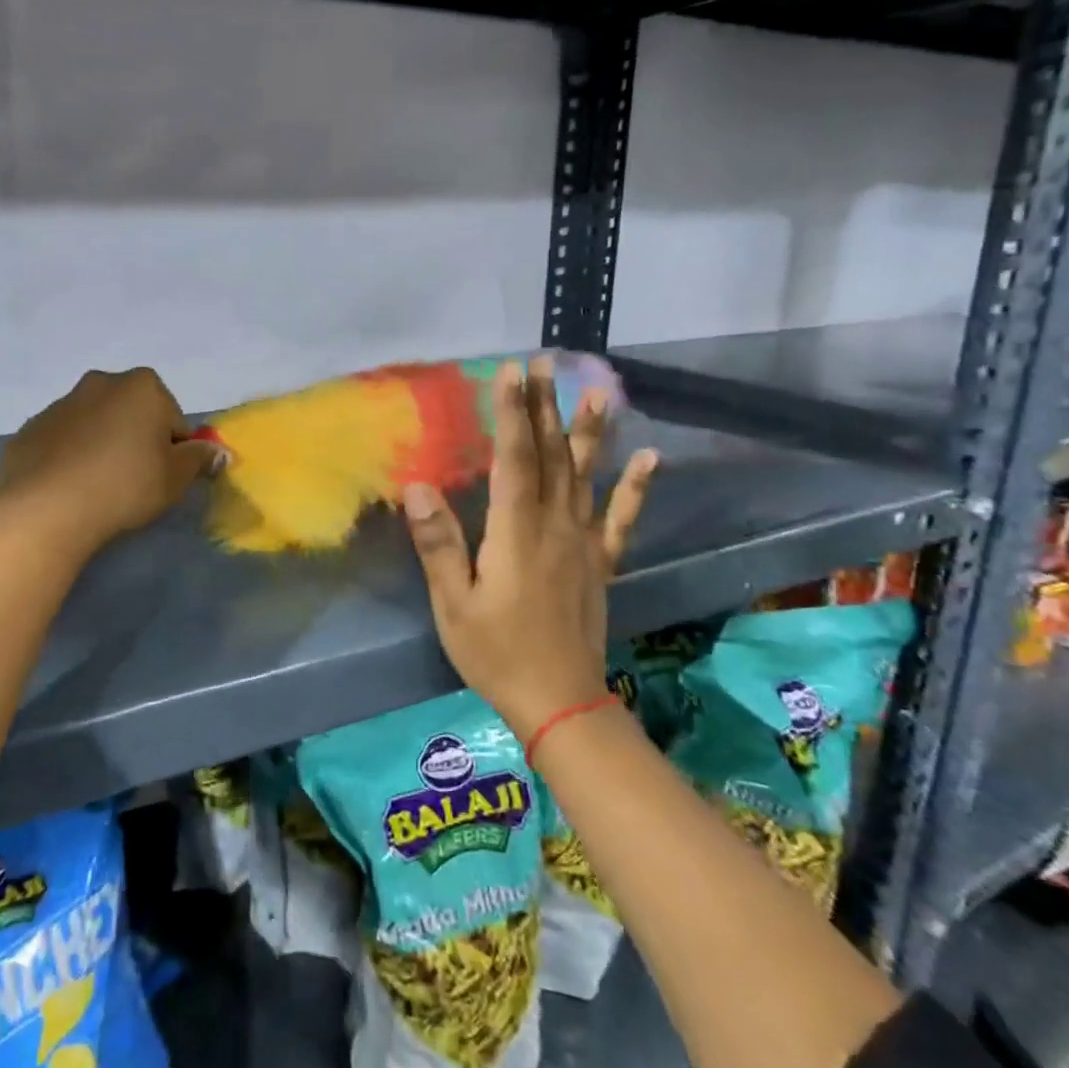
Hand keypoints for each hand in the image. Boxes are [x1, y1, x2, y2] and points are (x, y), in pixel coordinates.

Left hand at [0, 367, 221, 555]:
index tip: (163, 475)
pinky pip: (62, 441)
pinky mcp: (30, 428)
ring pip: (95, 424)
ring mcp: (60, 403)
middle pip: (132, 412)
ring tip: (98, 488)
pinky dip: (69, 456)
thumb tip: (218, 450)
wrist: (48, 507)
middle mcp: (101, 382)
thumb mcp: (176, 477)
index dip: (173, 448)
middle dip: (136, 438)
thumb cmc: (126, 485)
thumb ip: (200, 458)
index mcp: (143, 386)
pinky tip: (69, 488)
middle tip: (134, 480)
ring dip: (101, 445)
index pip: (172, 418)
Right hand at [403, 355, 655, 741]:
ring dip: (590, 432)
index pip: (515, 458)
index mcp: (516, 531)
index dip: (512, 412)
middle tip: (546, 363)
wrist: (560, 703)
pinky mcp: (601, 563)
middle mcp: (555, 526)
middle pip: (552, 455)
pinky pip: (621, 518)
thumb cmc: (496, 653)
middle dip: (546, 406)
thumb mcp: (454, 603)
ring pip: (586, 476)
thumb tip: (418, 487)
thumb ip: (439, 544)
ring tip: (599, 392)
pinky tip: (650, 458)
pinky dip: (636, 487)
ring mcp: (584, 543)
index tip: (511, 371)